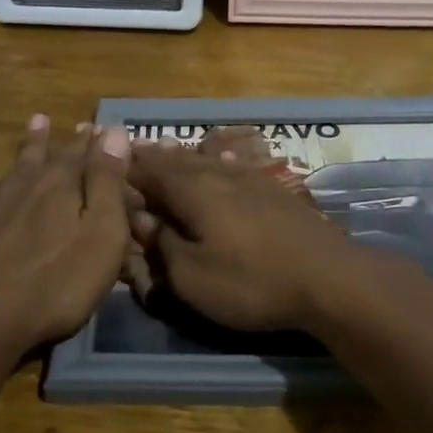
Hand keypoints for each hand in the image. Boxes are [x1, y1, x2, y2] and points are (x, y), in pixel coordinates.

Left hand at [0, 116, 131, 351]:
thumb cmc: (57, 282)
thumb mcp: (101, 235)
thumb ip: (108, 183)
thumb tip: (115, 131)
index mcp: (66, 187)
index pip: (87, 156)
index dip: (98, 143)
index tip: (104, 127)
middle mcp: (31, 185)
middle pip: (53, 156)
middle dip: (69, 141)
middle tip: (78, 124)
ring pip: (18, 164)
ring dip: (31, 144)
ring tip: (37, 121)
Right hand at [127, 140, 369, 330]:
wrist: (329, 278)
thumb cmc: (252, 282)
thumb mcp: (192, 277)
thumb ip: (162, 244)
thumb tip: (141, 219)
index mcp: (192, 190)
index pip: (148, 170)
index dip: (124, 166)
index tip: (103, 159)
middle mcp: (218, 173)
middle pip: (176, 159)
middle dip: (150, 156)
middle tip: (129, 151)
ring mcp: (250, 177)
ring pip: (205, 159)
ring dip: (181, 157)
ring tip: (165, 152)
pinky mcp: (273, 190)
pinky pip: (232, 166)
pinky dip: (213, 163)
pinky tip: (220, 162)